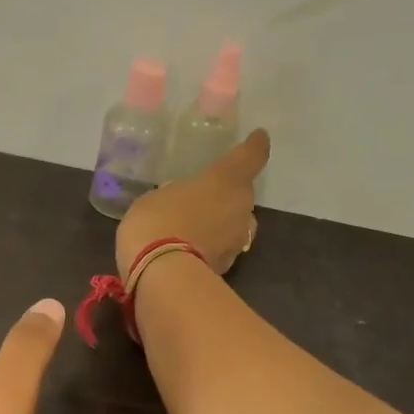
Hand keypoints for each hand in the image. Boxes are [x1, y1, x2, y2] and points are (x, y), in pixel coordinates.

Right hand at [116, 129, 270, 275]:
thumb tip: (179, 202)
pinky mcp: (228, 267)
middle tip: (204, 198)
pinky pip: (220, 248)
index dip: (255, 146)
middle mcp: (241, 207)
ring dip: (220, 224)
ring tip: (196, 227)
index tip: (258, 138)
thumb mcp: (155, 199)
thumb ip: (174, 196)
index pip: (251, 156)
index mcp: (226, 180)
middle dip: (227, 195)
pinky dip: (210, 247)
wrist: (162, 276)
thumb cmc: (156, 222)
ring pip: (234, 224)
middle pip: (242, 194)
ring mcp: (237, 240)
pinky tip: (189, 250)